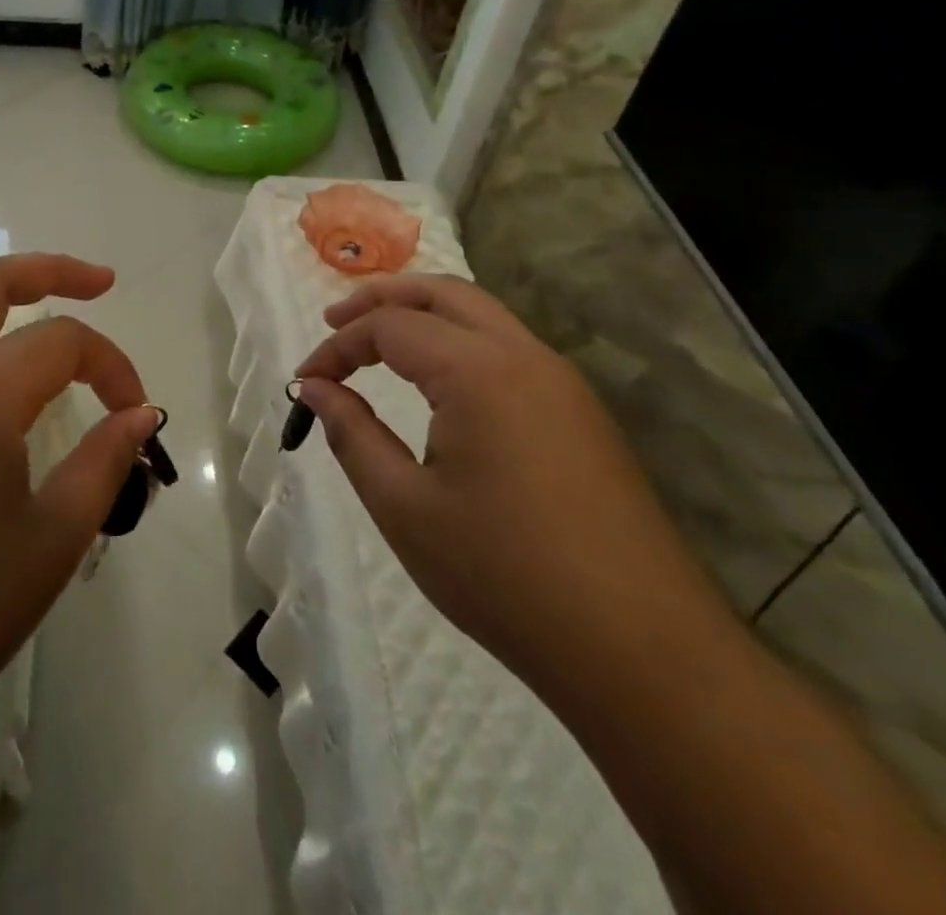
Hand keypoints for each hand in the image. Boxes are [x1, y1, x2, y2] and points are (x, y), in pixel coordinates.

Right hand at [292, 274, 730, 699]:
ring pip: (482, 315)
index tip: (304, 383)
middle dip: (382, 299)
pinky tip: (439, 382)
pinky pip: (509, 349)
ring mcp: (562, 382)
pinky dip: (460, 342)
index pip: (390, 327)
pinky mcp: (581, 412)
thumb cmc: (504, 576)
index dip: (337, 346)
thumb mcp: (404, 507)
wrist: (641, 651)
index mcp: (478, 372)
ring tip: (379, 342)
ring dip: (424, 315)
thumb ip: (352, 434)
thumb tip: (316, 389)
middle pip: (442, 293)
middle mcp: (525, 356)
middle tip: (334, 320)